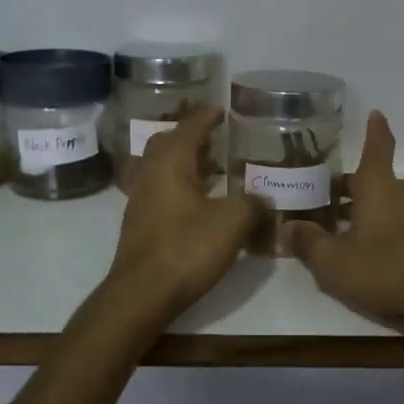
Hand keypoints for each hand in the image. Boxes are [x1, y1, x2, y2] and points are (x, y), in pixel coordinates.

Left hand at [105, 108, 261, 322]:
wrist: (142, 294)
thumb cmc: (187, 249)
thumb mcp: (232, 222)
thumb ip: (252, 204)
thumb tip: (263, 199)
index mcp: (170, 164)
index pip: (188, 129)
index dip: (205, 118)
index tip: (219, 110)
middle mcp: (150, 176)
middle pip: (166, 145)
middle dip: (189, 137)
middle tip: (214, 138)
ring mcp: (140, 202)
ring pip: (161, 170)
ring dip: (184, 163)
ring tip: (212, 168)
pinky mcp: (140, 227)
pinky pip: (160, 193)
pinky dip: (180, 187)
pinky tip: (199, 204)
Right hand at [289, 111, 403, 330]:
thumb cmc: (384, 271)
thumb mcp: (333, 262)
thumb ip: (308, 242)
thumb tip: (290, 226)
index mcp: (379, 187)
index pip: (377, 147)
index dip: (374, 129)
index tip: (375, 113)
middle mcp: (403, 192)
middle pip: (374, 180)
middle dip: (348, 188)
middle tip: (322, 203)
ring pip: (388, 202)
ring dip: (365, 209)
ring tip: (341, 231)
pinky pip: (402, 221)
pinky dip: (384, 226)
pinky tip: (370, 252)